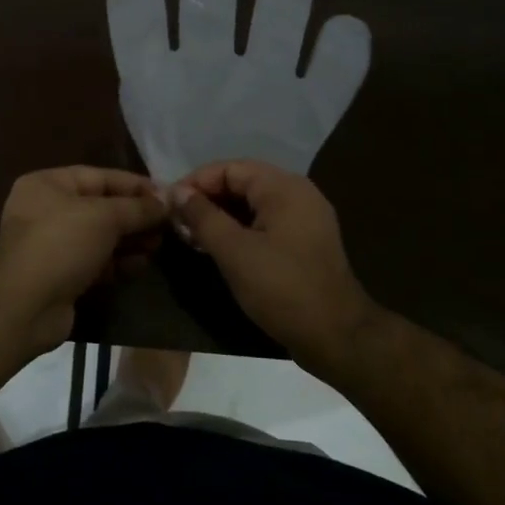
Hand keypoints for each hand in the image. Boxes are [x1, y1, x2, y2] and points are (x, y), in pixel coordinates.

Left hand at [0, 166, 166, 353]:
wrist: (24, 305)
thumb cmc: (61, 244)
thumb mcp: (104, 217)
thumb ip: (138, 207)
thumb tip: (169, 199)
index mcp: (48, 185)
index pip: (99, 177)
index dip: (135, 185)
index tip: (168, 195)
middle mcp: (47, 210)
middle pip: (101, 207)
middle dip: (135, 216)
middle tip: (168, 225)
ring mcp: (52, 245)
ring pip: (100, 236)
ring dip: (130, 240)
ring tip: (159, 245)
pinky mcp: (61, 275)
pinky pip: (95, 261)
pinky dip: (117, 262)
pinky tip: (141, 265)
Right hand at [168, 160, 375, 369]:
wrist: (336, 336)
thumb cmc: (281, 288)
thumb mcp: (233, 251)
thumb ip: (202, 216)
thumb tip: (177, 192)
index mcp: (284, 187)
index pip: (229, 168)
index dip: (196, 183)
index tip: (168, 205)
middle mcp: (298, 193)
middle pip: (242, 183)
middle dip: (207, 199)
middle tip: (178, 223)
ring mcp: (305, 218)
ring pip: (252, 204)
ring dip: (221, 216)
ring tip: (192, 237)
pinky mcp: (305, 241)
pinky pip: (266, 222)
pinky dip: (240, 229)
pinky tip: (219, 248)